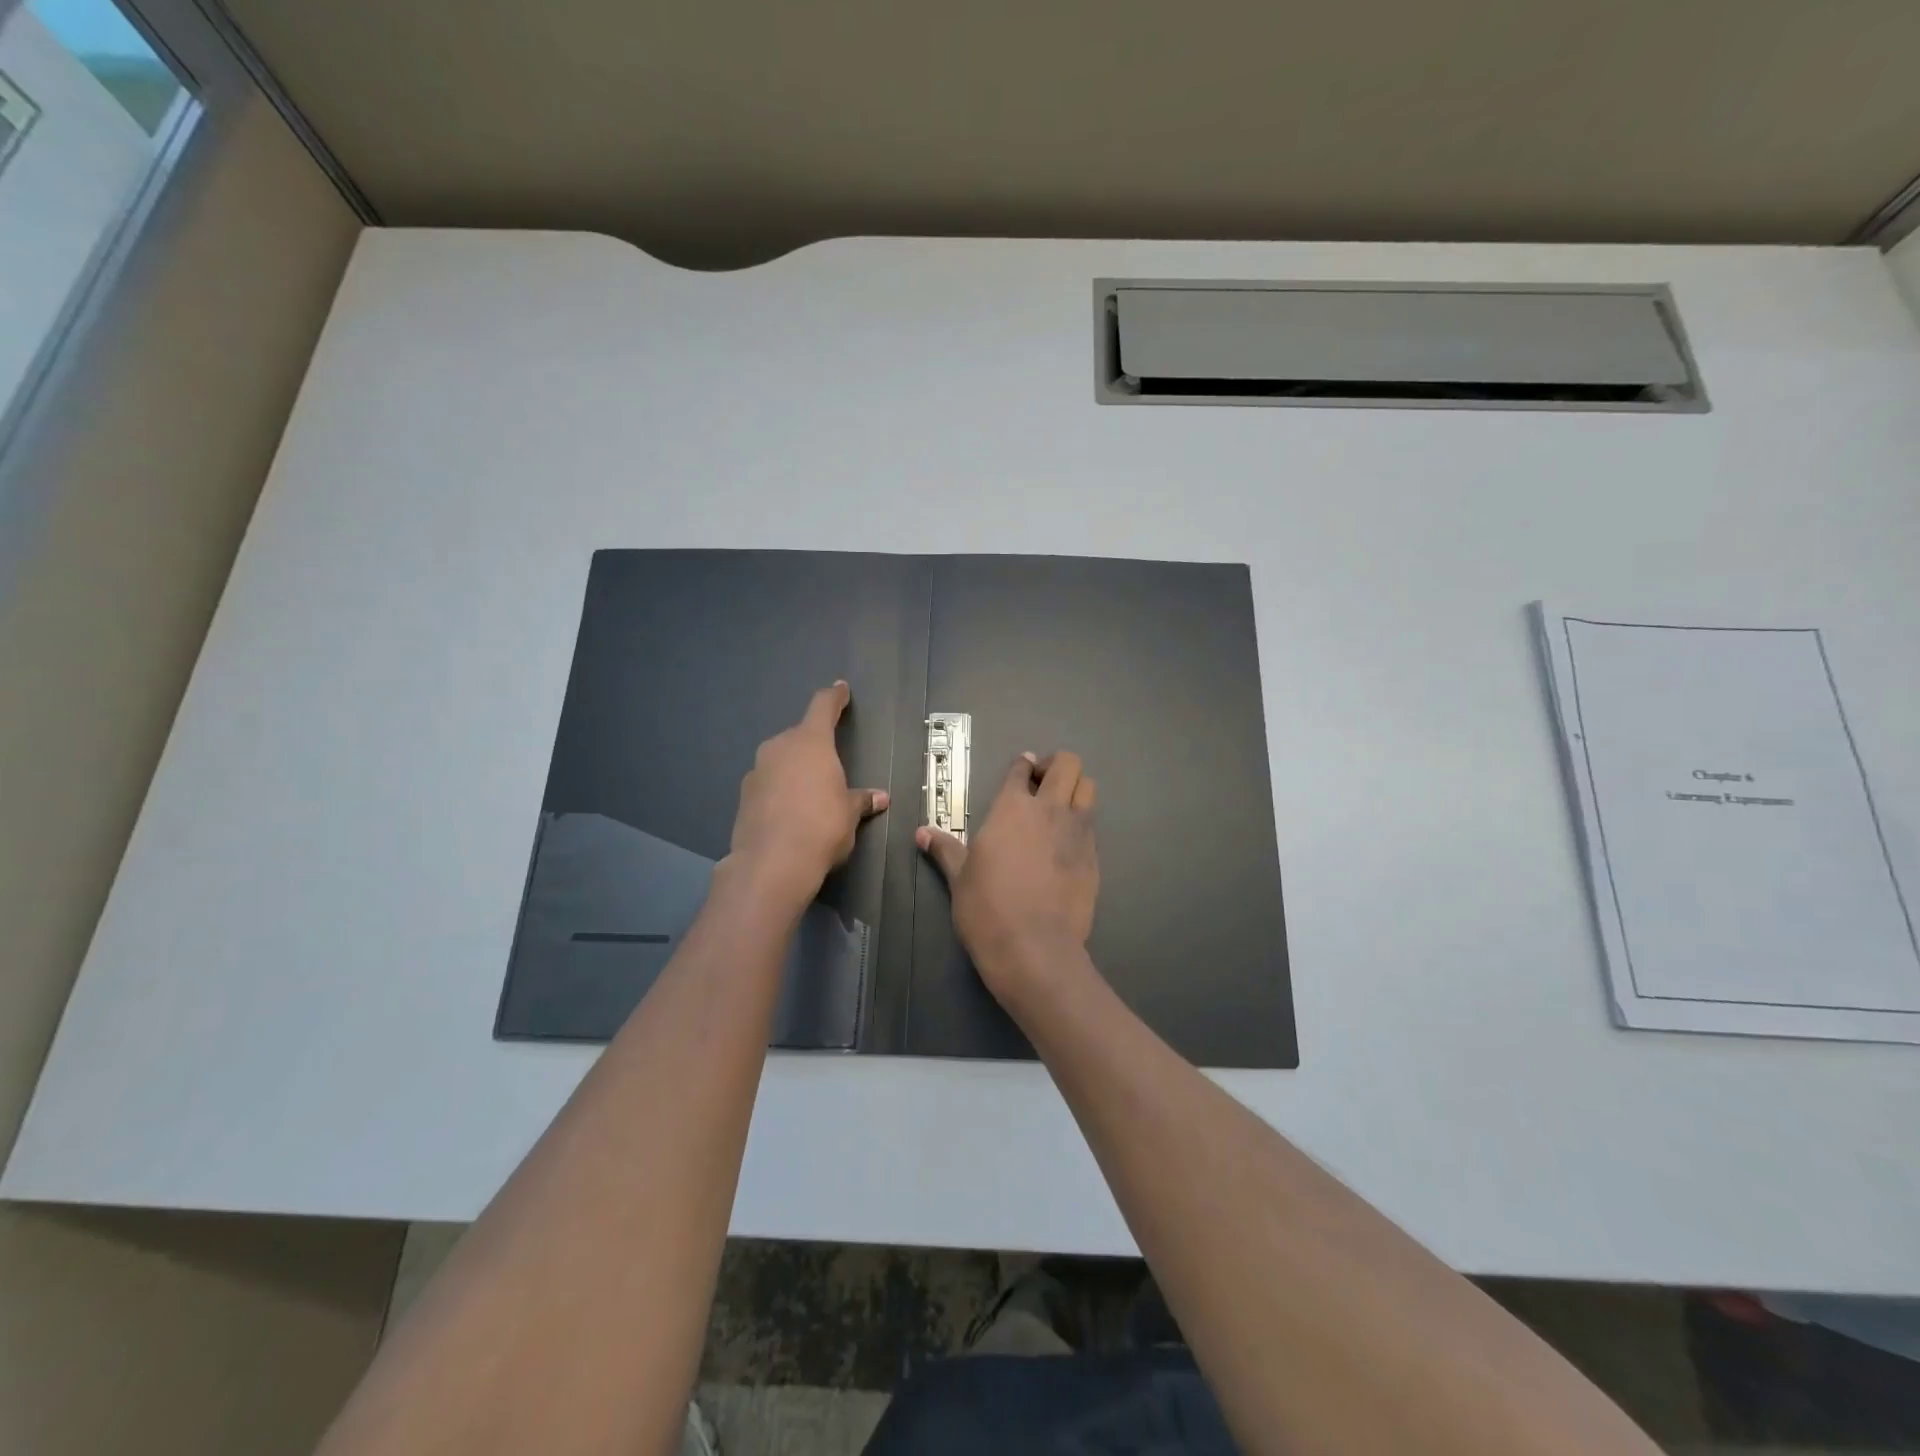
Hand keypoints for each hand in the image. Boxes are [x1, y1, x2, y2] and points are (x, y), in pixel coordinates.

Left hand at [727, 681, 888, 908]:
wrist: (772, 863)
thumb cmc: (822, 827)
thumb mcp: (849, 814)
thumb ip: (861, 800)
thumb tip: (879, 798)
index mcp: (811, 742)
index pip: (823, 707)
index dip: (834, 697)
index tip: (840, 689)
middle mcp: (780, 747)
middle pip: (799, 735)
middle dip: (814, 745)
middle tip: (829, 764)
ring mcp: (757, 770)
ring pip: (780, 759)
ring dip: (794, 769)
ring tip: (810, 793)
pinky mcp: (743, 796)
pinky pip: (768, 783)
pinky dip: (779, 789)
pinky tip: (789, 812)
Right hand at [916, 751, 1098, 1003]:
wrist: (1034, 948)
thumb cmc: (987, 909)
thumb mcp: (960, 878)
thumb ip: (945, 849)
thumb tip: (921, 833)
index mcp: (1012, 808)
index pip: (1021, 769)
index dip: (1022, 766)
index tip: (1021, 770)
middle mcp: (1049, 810)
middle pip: (1067, 765)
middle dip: (1056, 766)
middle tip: (1041, 784)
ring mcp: (1077, 832)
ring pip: (1087, 788)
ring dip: (1075, 789)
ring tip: (1059, 808)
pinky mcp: (1094, 857)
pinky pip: (1092, 825)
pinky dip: (1081, 823)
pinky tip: (1066, 844)